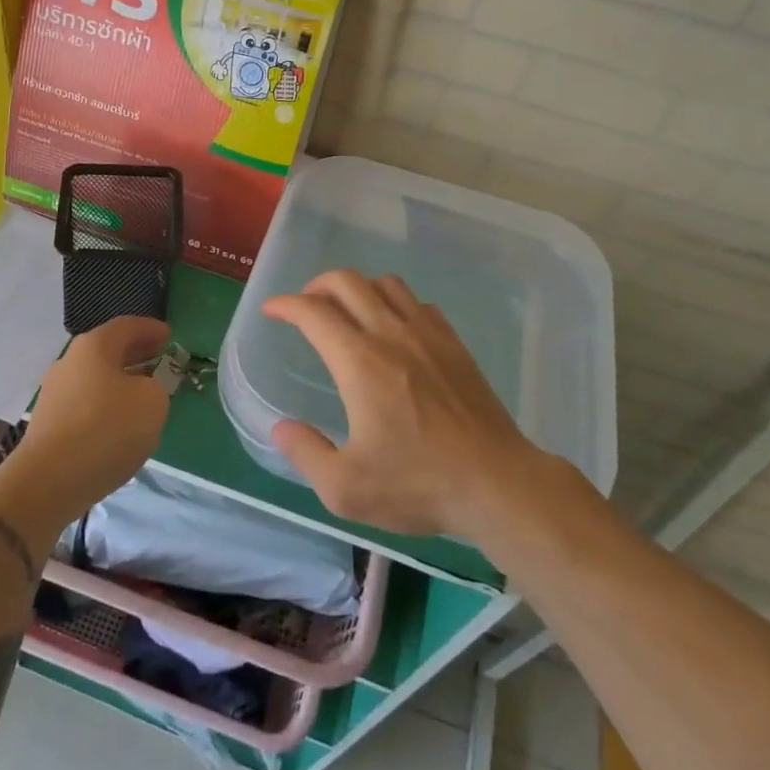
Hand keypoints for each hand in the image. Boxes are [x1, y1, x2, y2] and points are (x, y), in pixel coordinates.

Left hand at [5, 316, 172, 525]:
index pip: (127, 326)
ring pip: (95, 377)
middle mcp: (70, 361)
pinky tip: (118, 422)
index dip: (151, 329)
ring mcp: (54, 392)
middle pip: (108, 350)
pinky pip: (85, 402)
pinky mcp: (48, 422)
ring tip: (142, 394)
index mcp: (94, 346)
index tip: (169, 336)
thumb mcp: (152, 403)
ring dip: (120, 381)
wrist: (49, 481)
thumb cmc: (106, 430)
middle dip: (136, 354)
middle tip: (159, 360)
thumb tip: (141, 390)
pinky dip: (105, 404)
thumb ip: (156, 387)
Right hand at [264, 271, 531, 539]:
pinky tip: (394, 329)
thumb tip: (281, 428)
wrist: (497, 483)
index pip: (313, 312)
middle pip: (347, 282)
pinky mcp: (454, 344)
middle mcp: (390, 334)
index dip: (285, 304)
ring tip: (347, 311)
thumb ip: (305, 453)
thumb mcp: (345, 488)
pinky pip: (418, 303)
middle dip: (317, 286)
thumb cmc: (418, 484)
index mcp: (358, 362)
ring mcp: (428, 335)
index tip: (271, 310)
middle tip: (305, 306)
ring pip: (386, 284)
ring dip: (358, 288)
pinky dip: (395, 303)